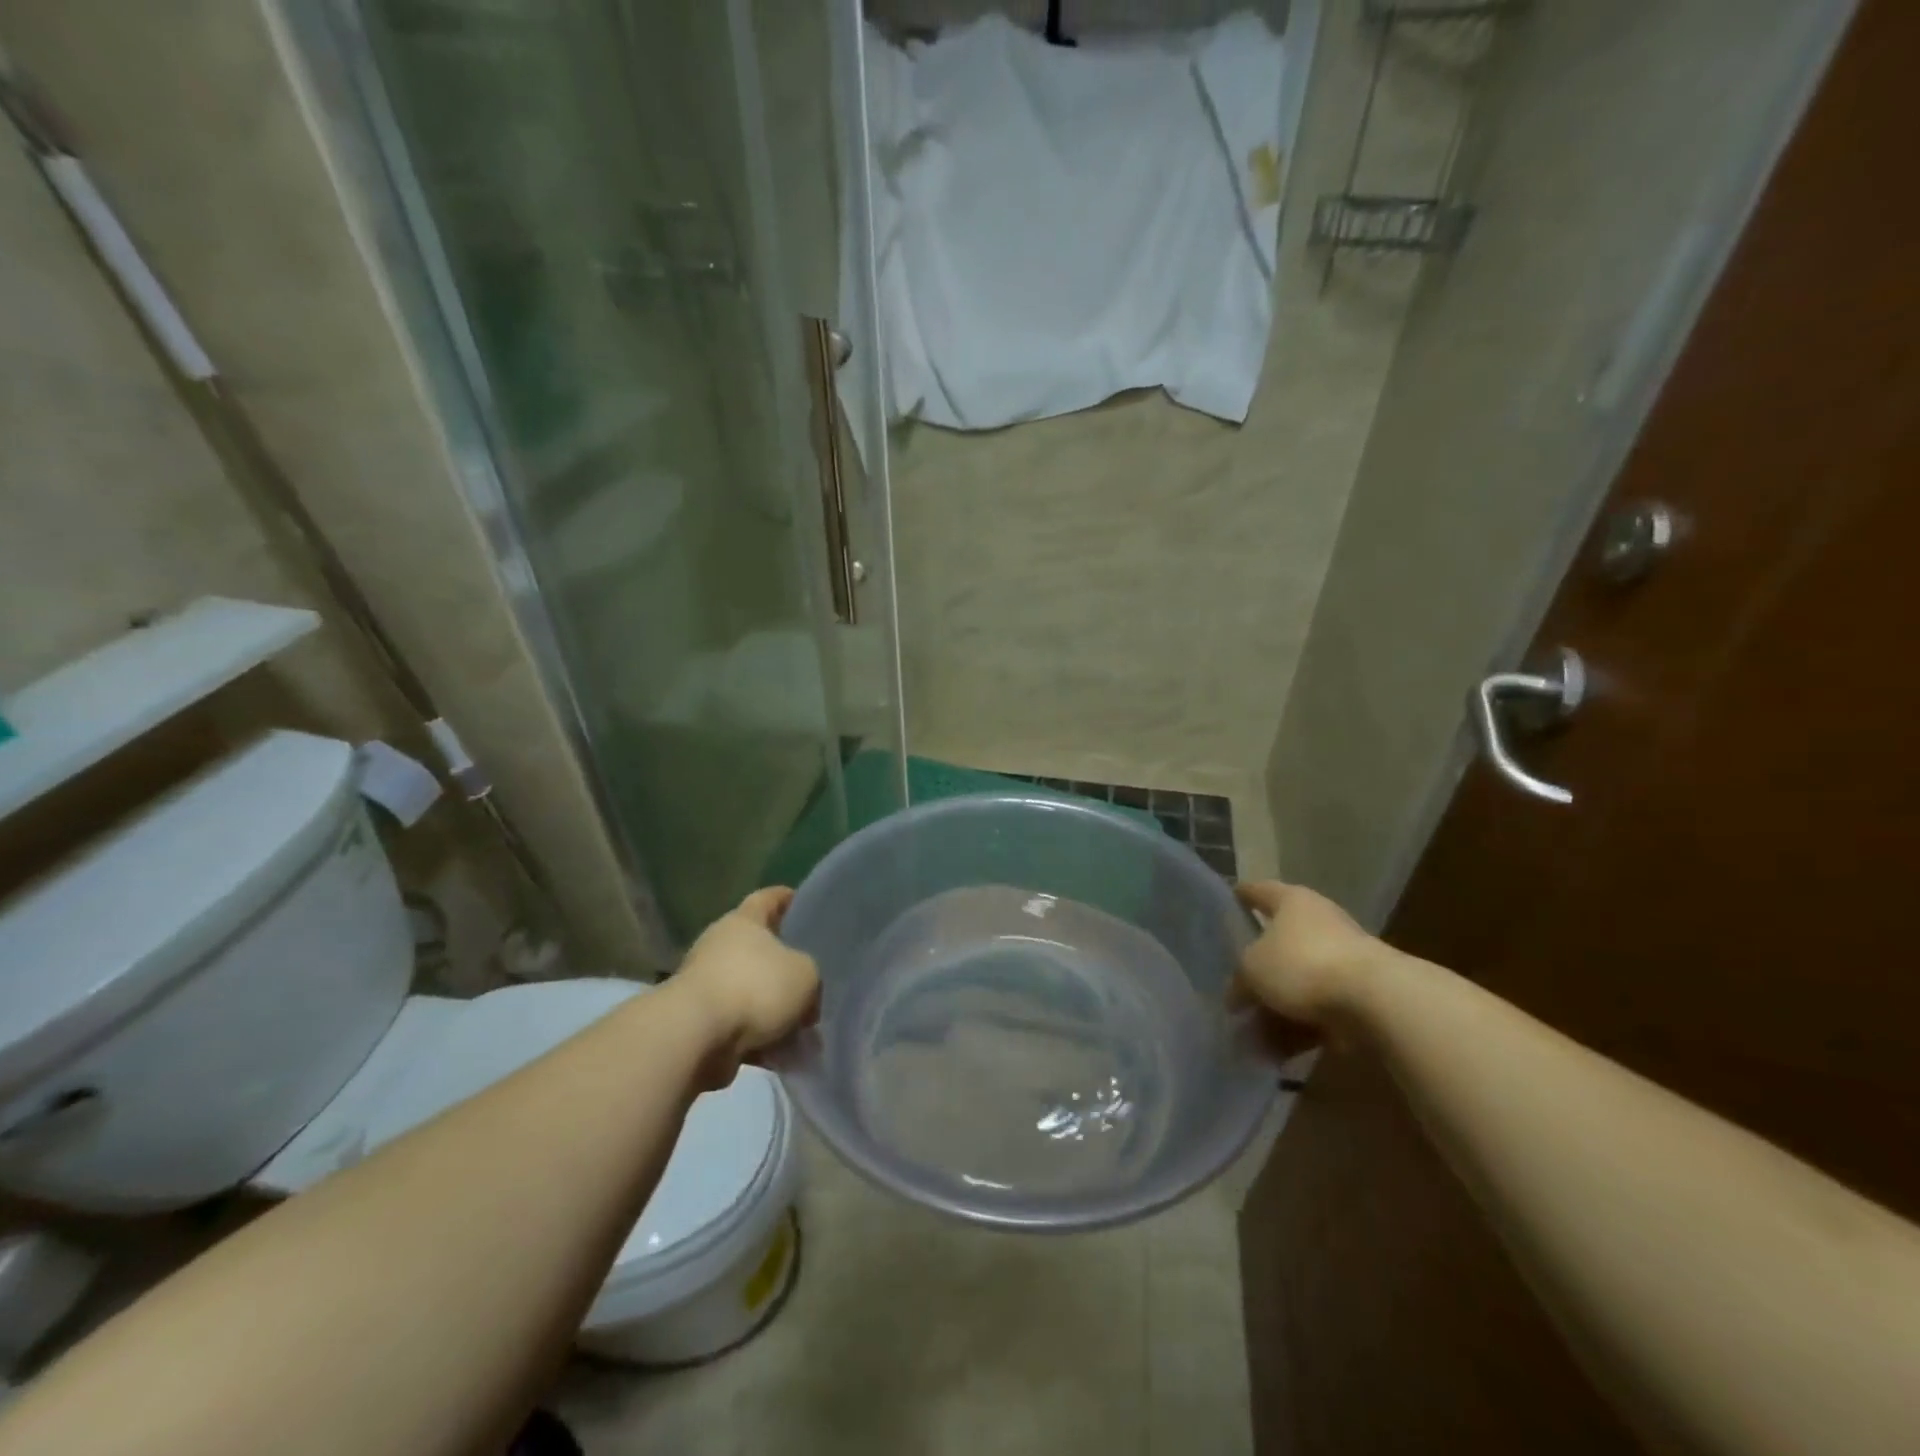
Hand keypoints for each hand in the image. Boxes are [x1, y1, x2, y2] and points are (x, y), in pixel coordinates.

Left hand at [674, 887, 819, 1085]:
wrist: (696, 1036)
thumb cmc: (755, 987)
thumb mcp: (806, 975)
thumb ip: (811, 978)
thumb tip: (805, 1001)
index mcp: (743, 922)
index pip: (767, 898)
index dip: (786, 898)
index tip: (802, 902)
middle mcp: (721, 947)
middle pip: (760, 951)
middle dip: (786, 969)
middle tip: (813, 982)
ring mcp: (707, 985)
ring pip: (752, 994)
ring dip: (776, 1013)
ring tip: (805, 1033)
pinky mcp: (700, 1023)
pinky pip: (741, 1027)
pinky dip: (761, 1039)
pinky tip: (784, 1056)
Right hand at [1232, 881, 1382, 1032]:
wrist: (1378, 1001)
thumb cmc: (1304, 965)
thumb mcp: (1253, 969)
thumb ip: (1239, 980)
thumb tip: (1236, 995)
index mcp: (1292, 902)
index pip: (1259, 891)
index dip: (1242, 895)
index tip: (1230, 899)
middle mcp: (1320, 922)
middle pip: (1278, 944)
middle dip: (1256, 971)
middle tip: (1233, 990)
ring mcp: (1343, 960)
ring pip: (1298, 982)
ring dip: (1275, 1008)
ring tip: (1250, 1036)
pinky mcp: (1359, 995)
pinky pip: (1319, 1010)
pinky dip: (1299, 1028)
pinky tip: (1278, 1052)